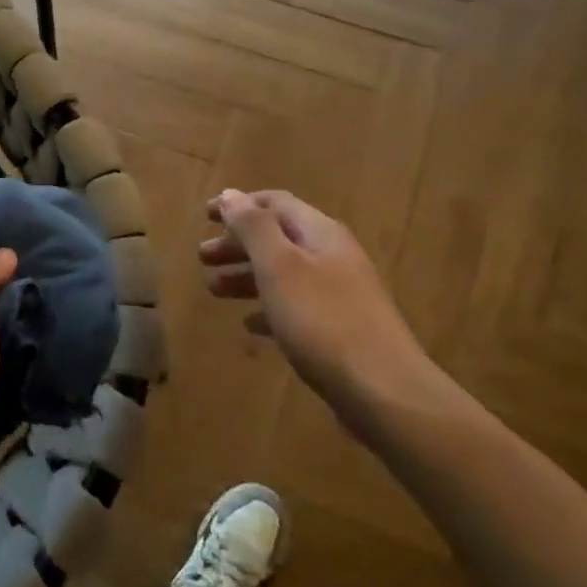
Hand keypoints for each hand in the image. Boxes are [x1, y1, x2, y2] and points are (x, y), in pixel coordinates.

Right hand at [200, 189, 435, 433]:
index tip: (205, 215)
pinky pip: (296, 307)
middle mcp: (332, 256)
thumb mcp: (280, 268)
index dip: (239, 205)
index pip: (275, 203)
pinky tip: (250, 325)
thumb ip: (254, 228)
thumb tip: (231, 194)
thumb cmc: (323, 321)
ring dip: (247, 276)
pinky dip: (268, 308)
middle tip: (202, 257)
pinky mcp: (339, 329)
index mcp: (320, 233)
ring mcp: (339, 294)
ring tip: (213, 289)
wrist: (385, 391)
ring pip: (284, 273)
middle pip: (278, 238)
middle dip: (238, 244)